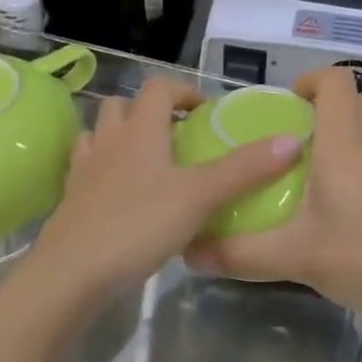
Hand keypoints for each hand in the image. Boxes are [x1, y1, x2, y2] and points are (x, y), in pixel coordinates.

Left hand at [26, 76, 303, 302]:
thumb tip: (291, 139)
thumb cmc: (139, 225)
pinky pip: (85, 170)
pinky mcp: (70, 201)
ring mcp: (83, 171)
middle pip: (122, 106)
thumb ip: (245, 169)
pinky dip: (102, 170)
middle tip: (176, 136)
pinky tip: (119, 195)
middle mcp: (108, 141)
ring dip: (120, 137)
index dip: (182, 89)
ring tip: (147, 162)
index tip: (204, 110)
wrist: (72, 274)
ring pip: (98, 135)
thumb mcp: (200, 196)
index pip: (157, 87)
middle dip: (148, 111)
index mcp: (139, 130)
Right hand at [186, 67, 361, 327]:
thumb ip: (241, 255)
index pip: (336, 81)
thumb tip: (189, 253)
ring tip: (320, 187)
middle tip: (295, 147)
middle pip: (355, 104)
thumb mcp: (297, 258)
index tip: (288, 103)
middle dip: (324, 113)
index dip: (311, 79)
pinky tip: (357, 221)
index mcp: (345, 146)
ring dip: (347, 145)